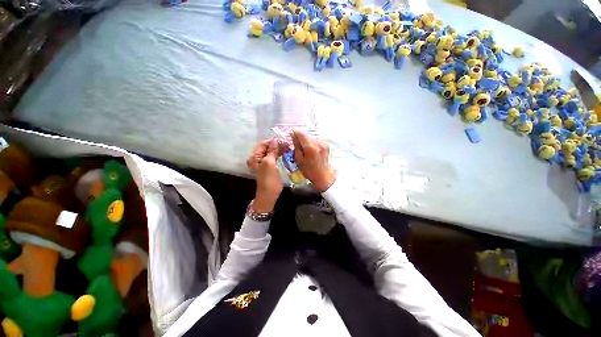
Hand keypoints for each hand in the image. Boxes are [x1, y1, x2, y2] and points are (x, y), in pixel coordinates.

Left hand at [247, 139, 283, 212]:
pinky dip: (279, 154)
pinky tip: (285, 152)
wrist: (269, 194)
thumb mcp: (269, 163)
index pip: (263, 144)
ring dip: (279, 149)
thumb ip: (271, 151)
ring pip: (271, 152)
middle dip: (277, 145)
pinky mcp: (270, 166)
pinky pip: (274, 157)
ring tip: (288, 147)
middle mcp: (257, 158)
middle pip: (267, 148)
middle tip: (287, 143)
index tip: (283, 140)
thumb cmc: (268, 179)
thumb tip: (275, 141)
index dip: (272, 141)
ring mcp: (264, 162)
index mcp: (254, 157)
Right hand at [290, 130, 334, 191]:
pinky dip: (312, 142)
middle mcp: (318, 143)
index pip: (301, 133)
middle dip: (300, 137)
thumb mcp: (299, 159)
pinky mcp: (326, 145)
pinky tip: (311, 150)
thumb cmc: (309, 170)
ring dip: (306, 140)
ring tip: (304, 149)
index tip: (291, 134)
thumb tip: (293, 134)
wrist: (323, 176)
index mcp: (310, 147)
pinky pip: (316, 140)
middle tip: (296, 144)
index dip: (295, 132)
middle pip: (306, 134)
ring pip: (311, 137)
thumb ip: (296, 145)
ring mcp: (323, 143)